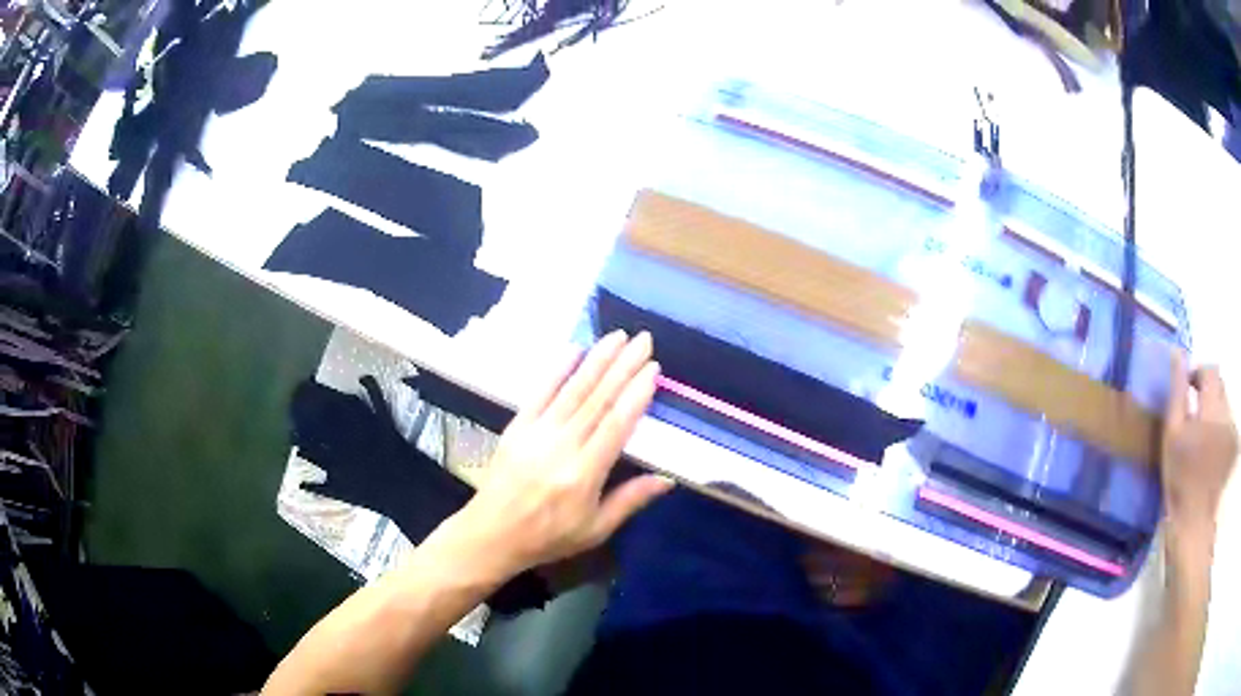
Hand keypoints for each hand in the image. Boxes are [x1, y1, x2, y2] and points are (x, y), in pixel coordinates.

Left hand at [437, 331, 673, 579]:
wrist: (492, 534)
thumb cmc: (549, 536)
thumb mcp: (595, 529)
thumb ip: (630, 500)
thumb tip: (668, 478)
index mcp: (583, 474)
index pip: (615, 426)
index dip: (636, 395)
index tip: (653, 369)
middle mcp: (561, 447)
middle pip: (597, 400)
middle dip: (622, 366)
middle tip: (643, 340)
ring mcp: (536, 433)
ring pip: (572, 390)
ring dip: (596, 360)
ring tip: (617, 336)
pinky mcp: (517, 427)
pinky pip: (540, 393)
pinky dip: (557, 370)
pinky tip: (574, 349)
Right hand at [1162, 350, 1237, 541]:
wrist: (1194, 524)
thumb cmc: (1179, 481)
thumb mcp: (1171, 436)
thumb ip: (1177, 392)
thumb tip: (1178, 354)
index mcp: (1212, 410)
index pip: (1210, 371)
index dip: (1198, 374)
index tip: (1188, 390)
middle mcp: (1227, 414)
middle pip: (1219, 385)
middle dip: (1207, 393)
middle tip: (1194, 416)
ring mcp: (1233, 431)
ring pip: (1225, 403)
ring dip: (1215, 411)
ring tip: (1203, 437)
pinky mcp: (1235, 445)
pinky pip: (1229, 422)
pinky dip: (1221, 427)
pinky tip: (1213, 449)